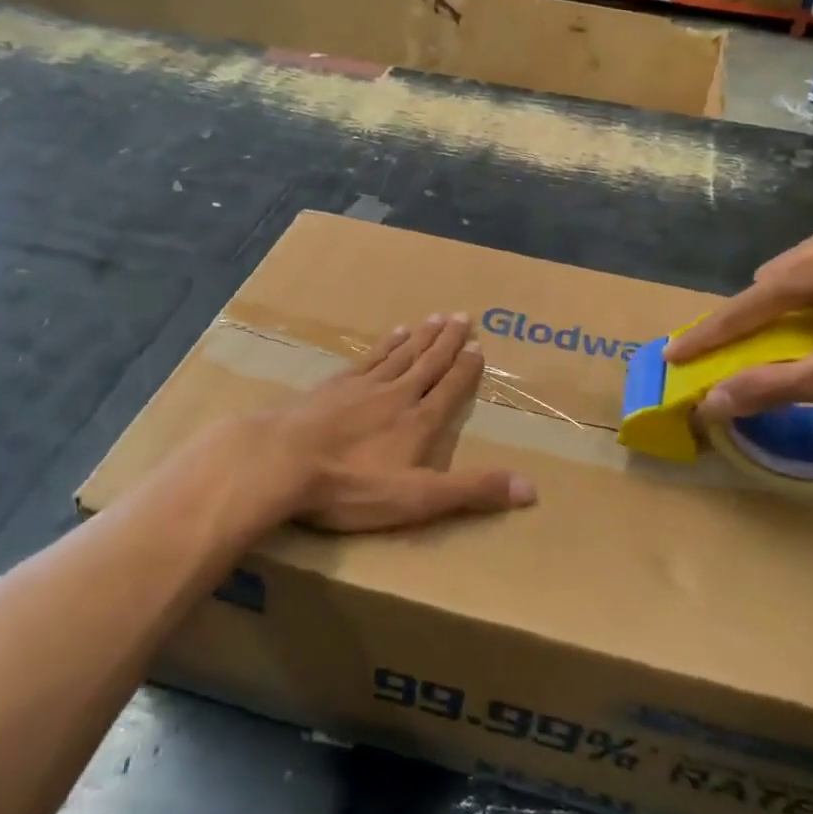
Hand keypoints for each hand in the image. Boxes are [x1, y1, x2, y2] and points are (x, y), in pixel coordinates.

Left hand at [251, 312, 536, 531]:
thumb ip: (472, 490)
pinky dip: (384, 346)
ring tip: (434, 318)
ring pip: (400, 355)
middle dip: (447, 341)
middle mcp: (396, 395)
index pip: (451, 388)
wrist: (281, 461)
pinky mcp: (332, 387)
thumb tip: (531, 489)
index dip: (466, 368)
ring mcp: (362, 387)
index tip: (479, 345)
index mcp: (419, 421)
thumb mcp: (419, 498)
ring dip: (420, 337)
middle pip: (428, 362)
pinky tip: (389, 335)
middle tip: (462, 315)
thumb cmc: (352, 486)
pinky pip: (368, 359)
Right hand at [662, 223, 812, 417]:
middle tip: (745, 352)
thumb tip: (711, 403)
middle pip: (767, 285)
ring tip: (793, 339)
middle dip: (750, 319)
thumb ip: (770, 386)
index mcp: (808, 268)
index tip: (672, 356)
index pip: (739, 308)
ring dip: (785, 307)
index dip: (704, 337)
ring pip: (798, 275)